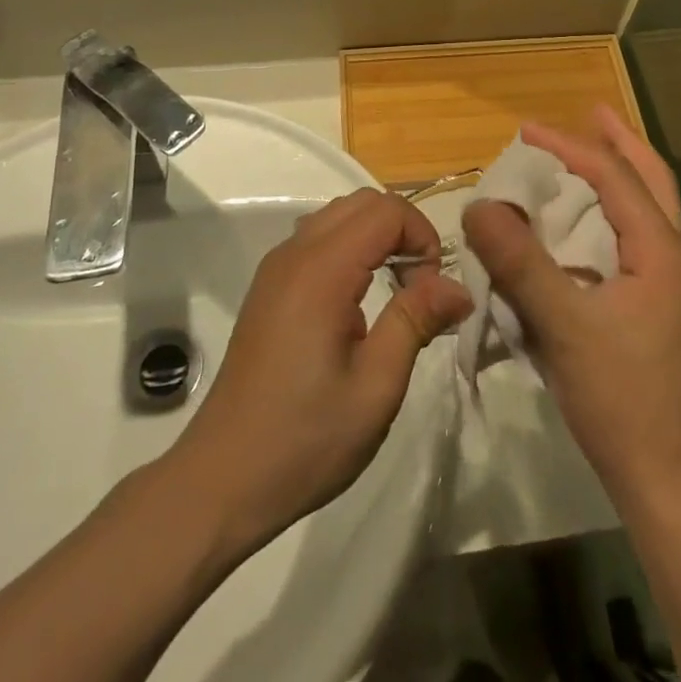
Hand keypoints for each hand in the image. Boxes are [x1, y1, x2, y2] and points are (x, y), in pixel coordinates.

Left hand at [173, 188, 470, 548]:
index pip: (386, 211)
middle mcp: (295, 253)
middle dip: (403, 230)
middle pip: (362, 202)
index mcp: (321, 271)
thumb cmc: (305, 438)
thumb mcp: (376, 386)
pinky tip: (358, 301)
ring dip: (376, 237)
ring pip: (339, 215)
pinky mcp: (268, 286)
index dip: (422, 236)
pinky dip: (350, 248)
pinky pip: (318, 238)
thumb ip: (416, 320)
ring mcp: (276, 267)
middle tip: (420, 287)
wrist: (222, 479)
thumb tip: (458, 286)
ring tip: (395, 293)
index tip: (433, 288)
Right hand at [462, 108, 680, 501]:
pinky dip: (607, 212)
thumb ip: (520, 263)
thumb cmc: (620, 396)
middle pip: (651, 179)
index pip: (614, 176)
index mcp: (659, 250)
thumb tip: (478, 206)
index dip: (568, 146)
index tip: (524, 131)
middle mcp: (670, 256)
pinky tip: (578, 222)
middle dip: (619, 140)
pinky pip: (630, 237)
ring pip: (646, 207)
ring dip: (617, 173)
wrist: (663, 477)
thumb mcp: (563, 325)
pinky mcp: (651, 305)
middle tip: (590, 111)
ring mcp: (665, 283)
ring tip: (584, 153)